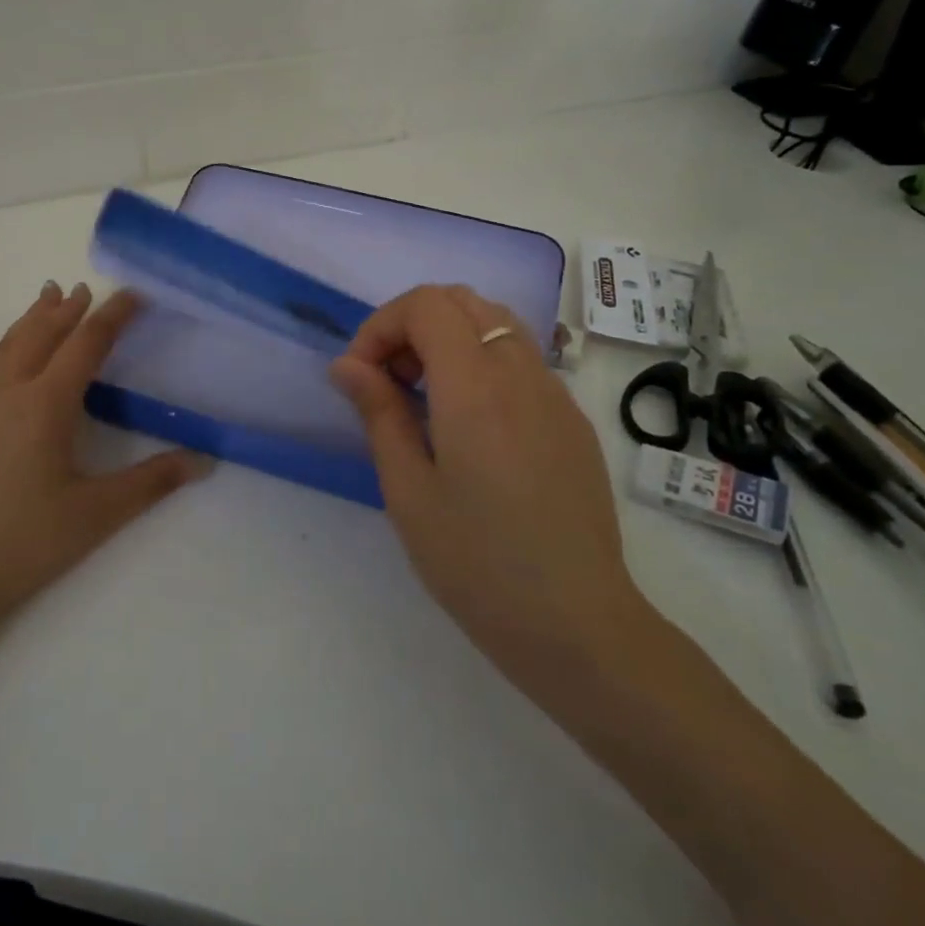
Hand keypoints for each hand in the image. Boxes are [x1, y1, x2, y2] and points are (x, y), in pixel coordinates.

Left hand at [0, 282, 210, 642]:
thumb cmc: (18, 546)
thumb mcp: (94, 516)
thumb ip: (150, 484)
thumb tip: (203, 461)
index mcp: (45, 405)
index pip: (87, 346)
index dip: (113, 316)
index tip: (133, 294)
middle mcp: (4, 394)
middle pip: (41, 338)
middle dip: (67, 311)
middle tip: (84, 289)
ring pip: (0, 351)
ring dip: (26, 322)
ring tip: (43, 298)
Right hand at [330, 285, 651, 693]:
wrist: (577, 625)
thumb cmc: (476, 562)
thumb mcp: (408, 490)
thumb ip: (378, 412)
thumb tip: (347, 364)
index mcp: (474, 387)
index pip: (426, 305)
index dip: (382, 325)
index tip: (362, 375)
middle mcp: (520, 374)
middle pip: (463, 300)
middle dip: (413, 324)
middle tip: (390, 380)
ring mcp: (555, 394)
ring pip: (497, 323)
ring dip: (449, 338)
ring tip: (426, 397)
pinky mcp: (572, 420)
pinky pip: (522, 359)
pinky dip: (482, 361)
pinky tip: (470, 424)